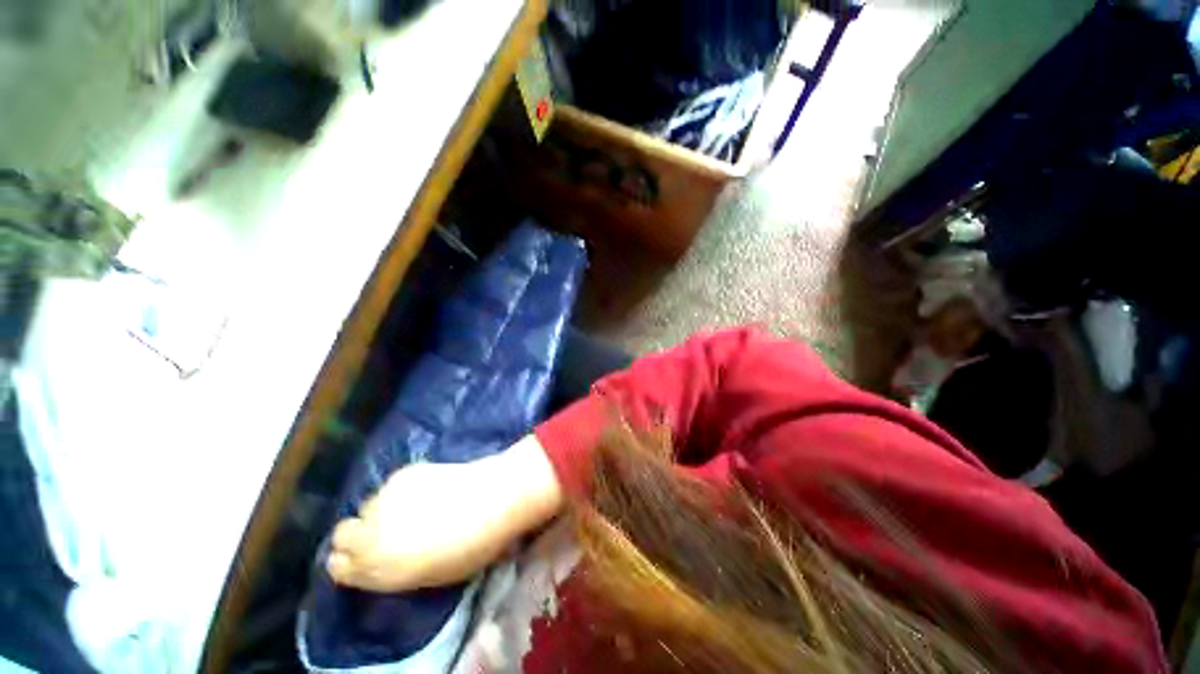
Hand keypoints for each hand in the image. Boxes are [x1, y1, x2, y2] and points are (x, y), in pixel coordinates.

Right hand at [327, 435, 562, 592]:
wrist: (494, 498)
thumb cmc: (472, 547)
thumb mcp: (430, 576)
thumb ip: (397, 569)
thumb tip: (387, 560)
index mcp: (377, 568)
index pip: (337, 568)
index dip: (352, 563)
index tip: (367, 560)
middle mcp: (370, 533)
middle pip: (342, 534)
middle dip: (358, 535)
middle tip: (387, 532)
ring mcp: (385, 498)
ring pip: (367, 506)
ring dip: (381, 510)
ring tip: (414, 507)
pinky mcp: (403, 473)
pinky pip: (390, 486)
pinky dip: (401, 490)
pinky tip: (429, 487)